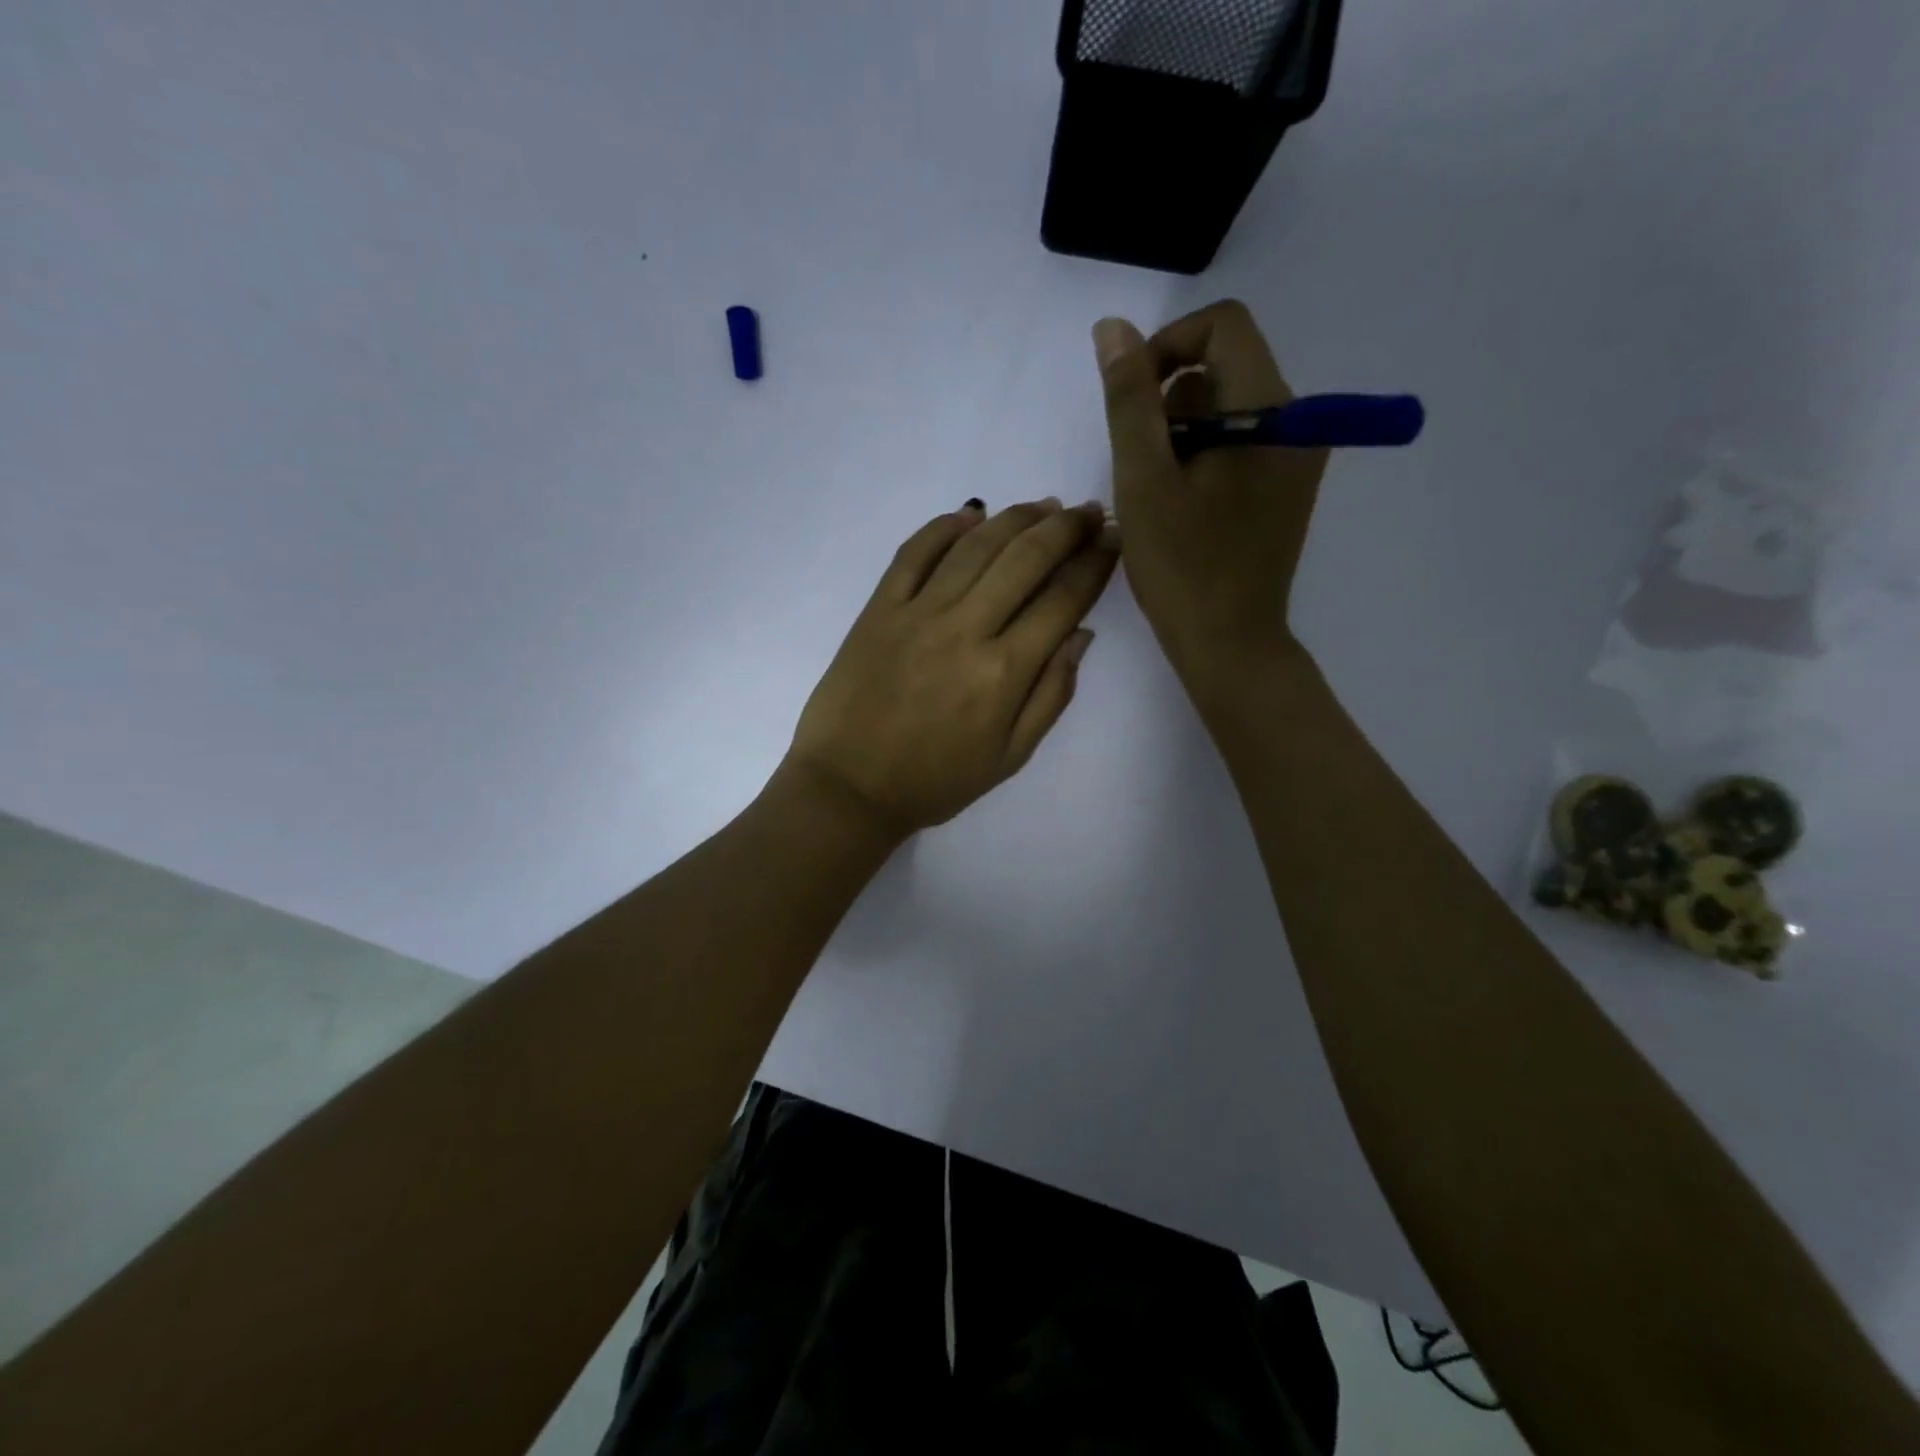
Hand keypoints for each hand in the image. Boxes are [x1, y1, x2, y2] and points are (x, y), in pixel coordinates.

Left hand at [785, 498, 1116, 840]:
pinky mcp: (878, 608)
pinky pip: (913, 553)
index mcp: (1004, 672)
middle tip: (1088, 511)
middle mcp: (965, 629)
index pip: (1062, 601)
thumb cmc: (936, 781)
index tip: (1114, 541)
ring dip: (1015, 518)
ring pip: (976, 546)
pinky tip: (971, 514)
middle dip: (1066, 528)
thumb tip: (1080, 634)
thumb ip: (1051, 695)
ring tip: (1043, 506)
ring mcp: (917, 612)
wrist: (849, 787)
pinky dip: (944, 527)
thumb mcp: (1010, 757)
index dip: (1094, 565)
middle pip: (1025, 559)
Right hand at [1094, 300, 1325, 681]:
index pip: (1222, 327)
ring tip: (1158, 491)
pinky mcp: (1286, 485)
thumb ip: (1128, 399)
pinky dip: (1203, 455)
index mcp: (1271, 409)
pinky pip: (1241, 441)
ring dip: (1182, 432)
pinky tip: (1182, 504)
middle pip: (1225, 366)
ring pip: (1229, 406)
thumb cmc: (1181, 565)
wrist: (1228, 642)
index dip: (1166, 346)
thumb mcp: (1143, 478)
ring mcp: (1296, 455)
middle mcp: (1297, 420)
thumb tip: (1114, 330)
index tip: (1131, 398)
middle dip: (1169, 400)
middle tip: (1141, 463)